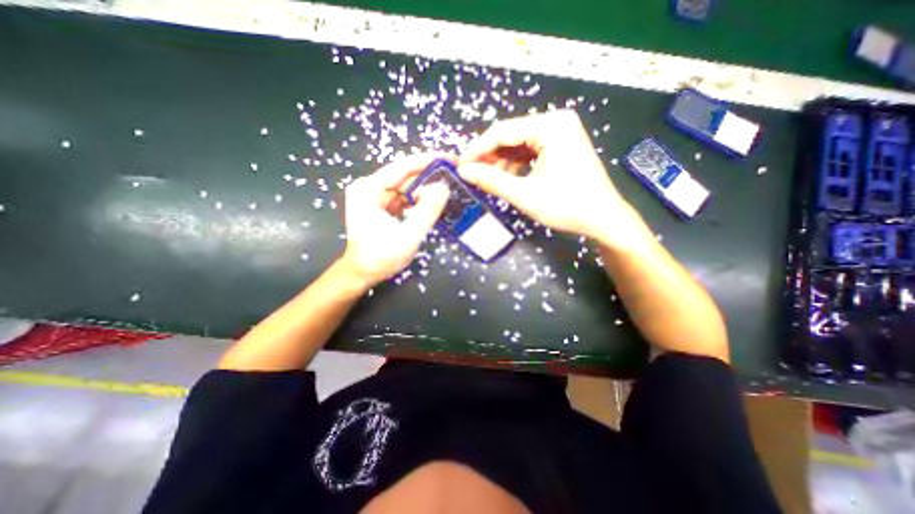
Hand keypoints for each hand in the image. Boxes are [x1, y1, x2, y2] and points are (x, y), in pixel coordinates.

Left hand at [339, 153, 449, 288]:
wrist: (363, 273)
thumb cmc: (382, 257)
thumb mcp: (408, 236)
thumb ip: (427, 210)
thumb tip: (444, 186)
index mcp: (369, 189)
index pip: (402, 166)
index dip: (428, 161)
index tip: (451, 159)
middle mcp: (369, 187)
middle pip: (405, 175)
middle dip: (430, 175)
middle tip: (455, 174)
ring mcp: (374, 196)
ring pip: (406, 186)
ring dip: (426, 188)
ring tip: (449, 186)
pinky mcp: (381, 205)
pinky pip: (404, 197)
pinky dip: (419, 199)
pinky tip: (434, 200)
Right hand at [458, 110, 649, 249]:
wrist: (603, 218)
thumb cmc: (566, 206)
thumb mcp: (524, 194)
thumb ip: (491, 180)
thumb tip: (463, 171)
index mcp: (550, 126)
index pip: (502, 131)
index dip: (477, 149)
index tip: (460, 166)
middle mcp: (556, 121)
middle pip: (511, 136)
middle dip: (490, 156)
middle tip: (473, 175)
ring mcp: (561, 132)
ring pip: (519, 144)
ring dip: (502, 162)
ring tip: (489, 180)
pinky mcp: (562, 145)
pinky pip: (530, 150)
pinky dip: (516, 164)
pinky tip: (508, 178)